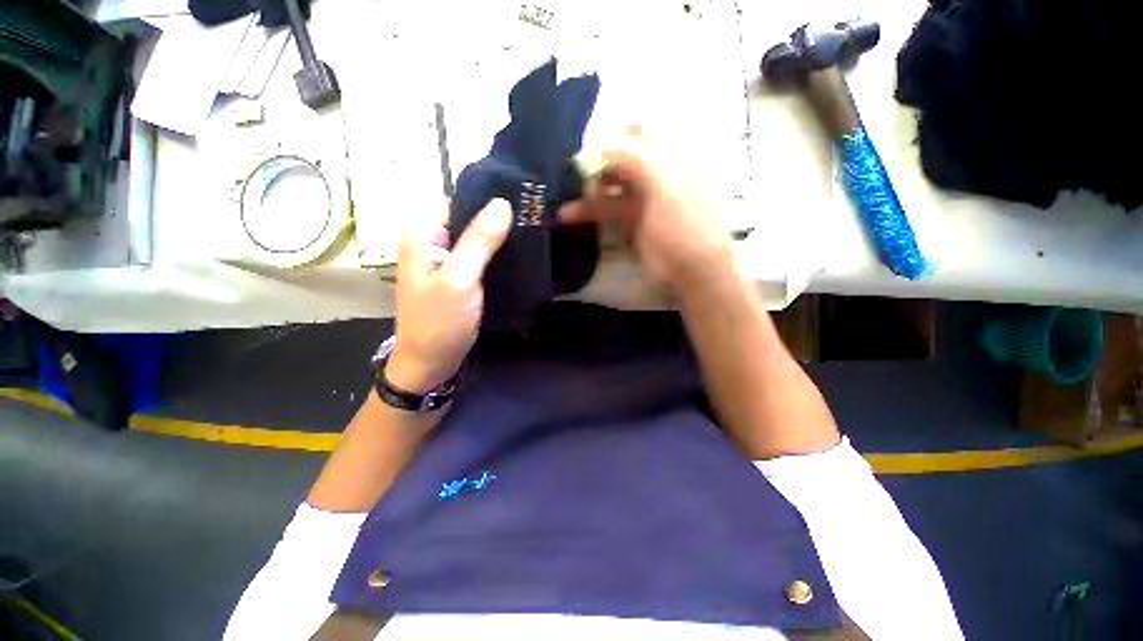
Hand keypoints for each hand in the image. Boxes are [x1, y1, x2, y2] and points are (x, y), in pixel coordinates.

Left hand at [387, 199, 512, 393]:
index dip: (485, 201)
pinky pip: (476, 255)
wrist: (431, 362)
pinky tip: (514, 256)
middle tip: (529, 222)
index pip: (456, 200)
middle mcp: (429, 241)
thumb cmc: (441, 321)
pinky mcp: (456, 275)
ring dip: (497, 238)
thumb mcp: (460, 279)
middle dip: (495, 220)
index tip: (519, 205)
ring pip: (474, 237)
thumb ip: (479, 241)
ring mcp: (443, 259)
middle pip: (465, 218)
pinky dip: (494, 254)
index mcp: (422, 234)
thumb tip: (502, 204)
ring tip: (528, 236)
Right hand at [560, 127, 734, 293]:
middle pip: (621, 156)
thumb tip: (599, 143)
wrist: (693, 271)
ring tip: (566, 199)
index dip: (614, 131)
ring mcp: (645, 196)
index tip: (590, 145)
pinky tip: (568, 215)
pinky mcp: (633, 220)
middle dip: (596, 163)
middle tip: (577, 177)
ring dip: (588, 189)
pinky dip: (589, 211)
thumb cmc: (685, 226)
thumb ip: (634, 158)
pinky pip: (608, 208)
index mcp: (673, 155)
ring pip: (611, 184)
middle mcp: (658, 171)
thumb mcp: (665, 185)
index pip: (641, 129)